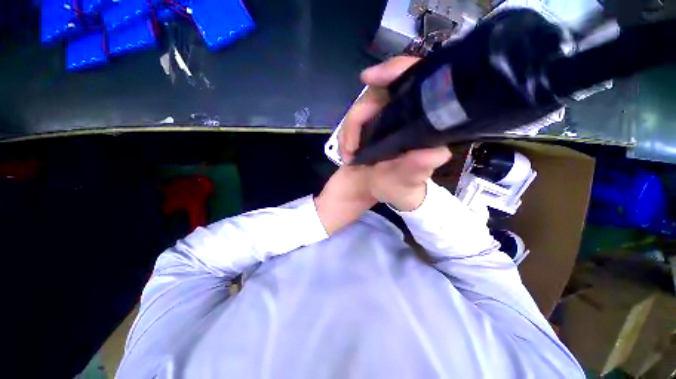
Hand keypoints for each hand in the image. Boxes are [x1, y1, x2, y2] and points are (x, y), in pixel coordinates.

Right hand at [340, 56, 450, 210]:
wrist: (383, 190)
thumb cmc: (400, 188)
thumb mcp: (408, 184)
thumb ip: (419, 169)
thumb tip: (436, 153)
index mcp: (424, 124)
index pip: (417, 81)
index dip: (395, 71)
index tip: (369, 78)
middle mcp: (407, 114)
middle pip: (378, 93)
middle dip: (358, 118)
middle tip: (351, 147)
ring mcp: (387, 117)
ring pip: (361, 107)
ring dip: (349, 130)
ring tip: (348, 154)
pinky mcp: (372, 123)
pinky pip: (354, 119)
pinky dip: (347, 133)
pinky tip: (348, 150)